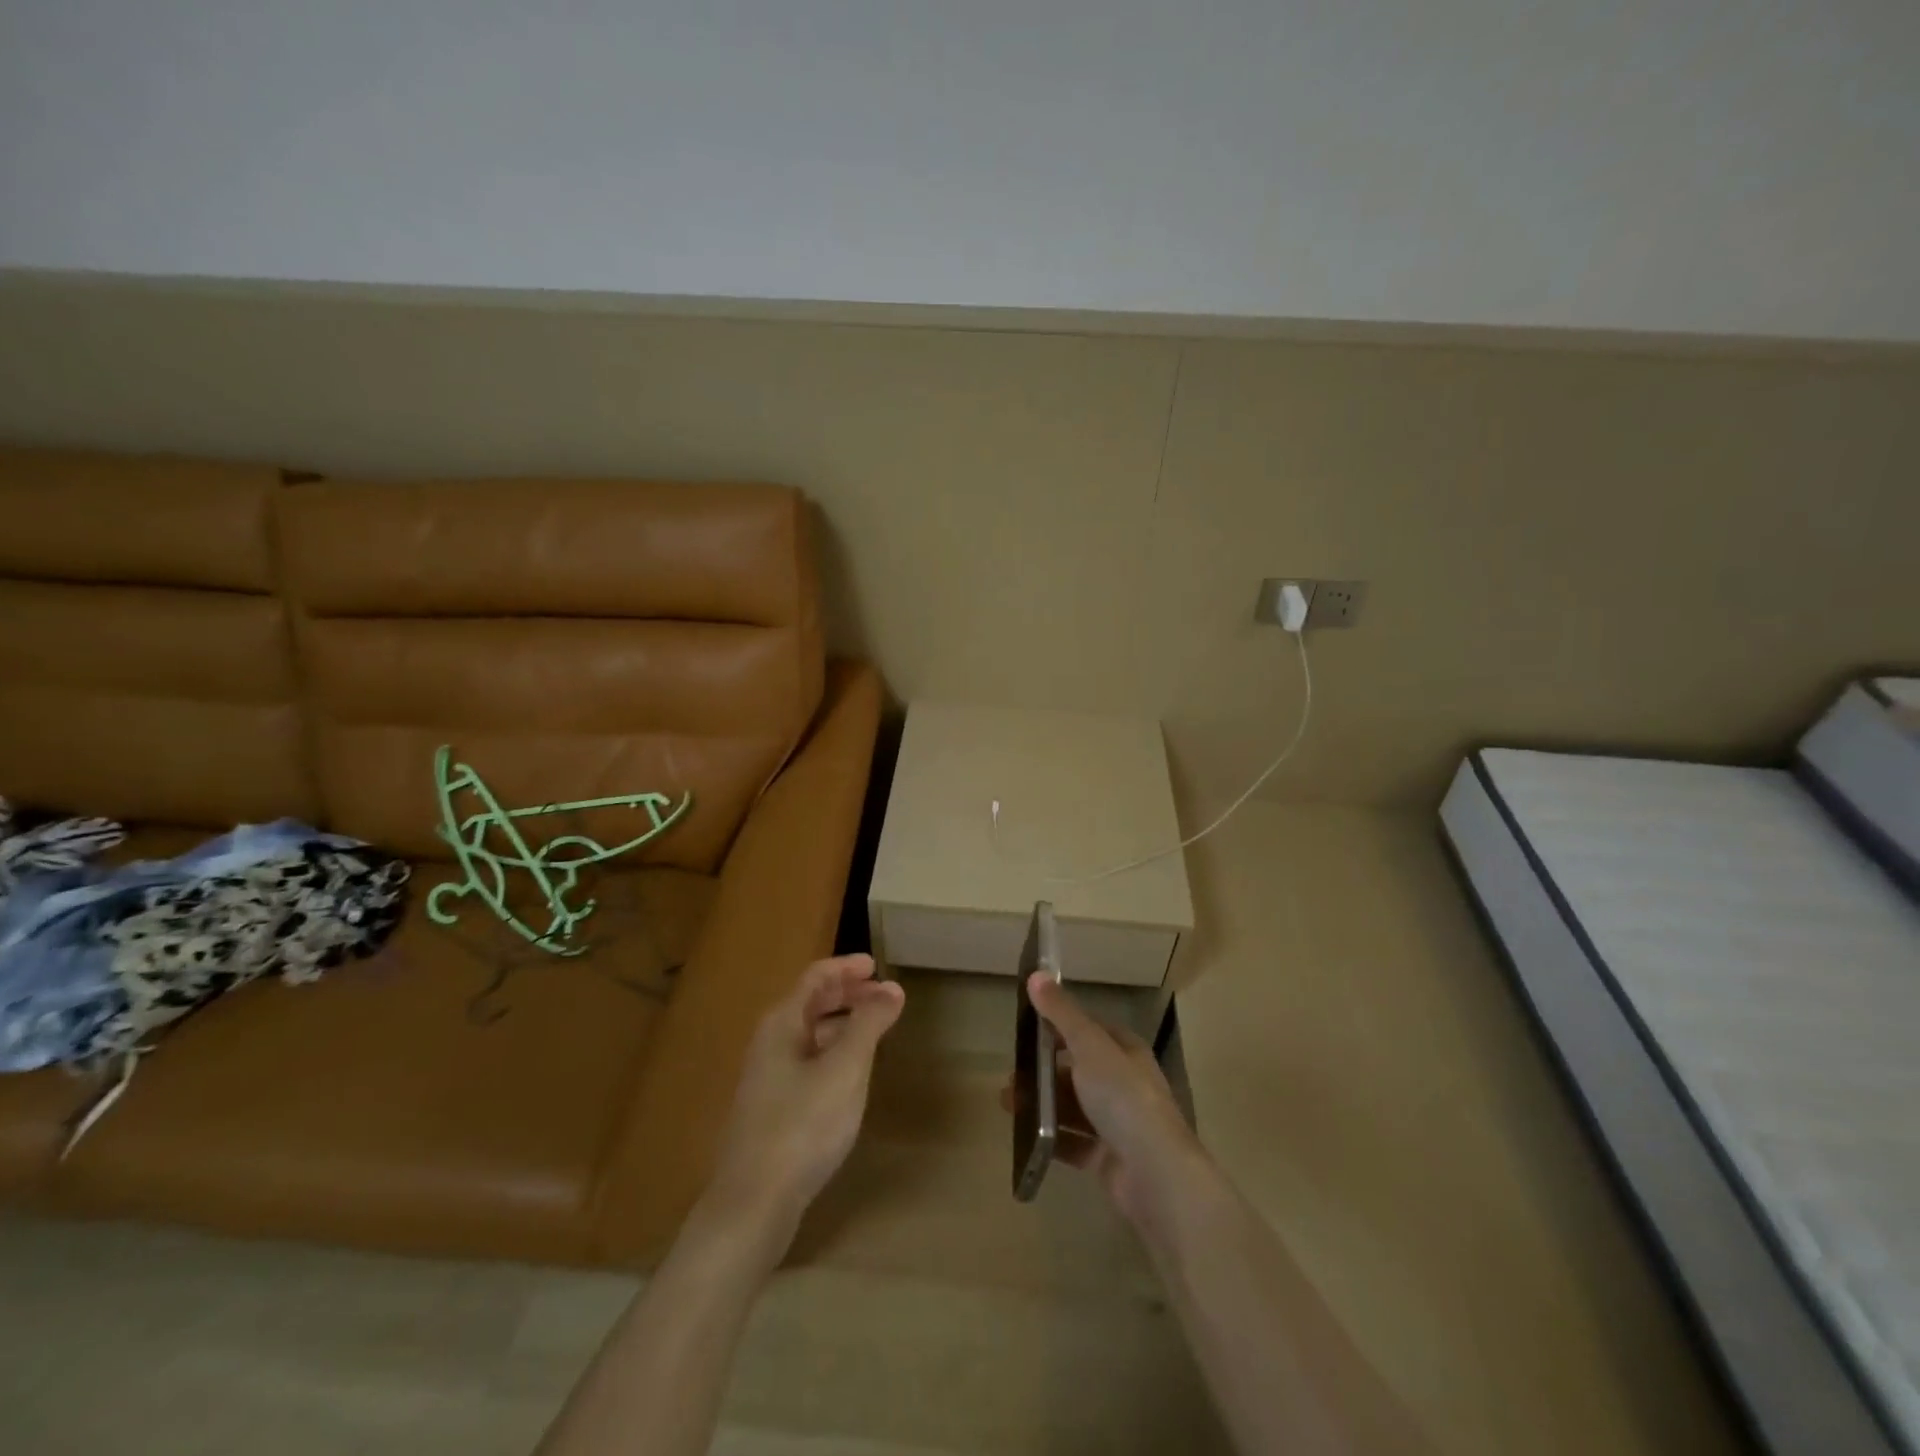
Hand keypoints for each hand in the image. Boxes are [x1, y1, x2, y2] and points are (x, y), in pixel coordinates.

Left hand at [697, 955, 905, 1259]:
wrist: (753, 1204)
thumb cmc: (802, 1125)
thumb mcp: (845, 1069)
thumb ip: (869, 1024)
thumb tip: (892, 988)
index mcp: (783, 1024)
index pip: (815, 978)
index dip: (846, 967)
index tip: (876, 964)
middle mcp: (770, 1044)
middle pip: (810, 1004)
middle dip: (846, 994)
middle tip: (882, 995)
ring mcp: (767, 1079)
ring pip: (809, 1035)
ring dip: (841, 1024)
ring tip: (873, 1030)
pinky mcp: (771, 1110)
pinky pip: (807, 1063)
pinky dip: (832, 1053)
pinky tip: (850, 1075)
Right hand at [1025, 973, 1206, 1234]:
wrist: (1156, 1175)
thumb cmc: (1123, 1098)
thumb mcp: (1089, 1046)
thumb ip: (1061, 1013)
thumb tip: (1036, 973)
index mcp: (1125, 1051)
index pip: (1088, 1030)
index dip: (1057, 1026)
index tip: (1024, 1030)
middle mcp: (1124, 1083)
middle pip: (1076, 1069)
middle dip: (1041, 1071)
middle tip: (1011, 1077)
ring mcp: (1117, 1123)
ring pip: (1071, 1106)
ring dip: (1040, 1103)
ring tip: (1008, 1105)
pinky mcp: (1107, 1158)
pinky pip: (1072, 1142)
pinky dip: (1049, 1137)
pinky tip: (1026, 1136)